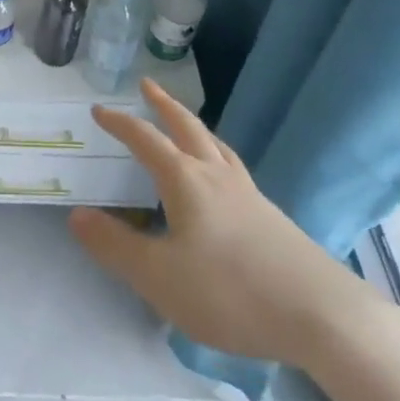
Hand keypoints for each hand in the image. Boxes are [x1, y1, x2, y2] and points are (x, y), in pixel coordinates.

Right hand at [68, 77, 377, 365]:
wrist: (323, 315)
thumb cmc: (231, 291)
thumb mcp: (160, 278)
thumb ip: (116, 246)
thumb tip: (77, 215)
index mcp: (185, 180)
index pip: (145, 139)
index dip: (120, 123)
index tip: (99, 110)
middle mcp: (216, 175)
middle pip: (186, 127)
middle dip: (163, 105)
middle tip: (147, 85)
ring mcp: (249, 194)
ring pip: (215, 145)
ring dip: (194, 126)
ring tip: (185, 123)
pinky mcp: (272, 217)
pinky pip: (235, 169)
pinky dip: (218, 156)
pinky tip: (224, 179)